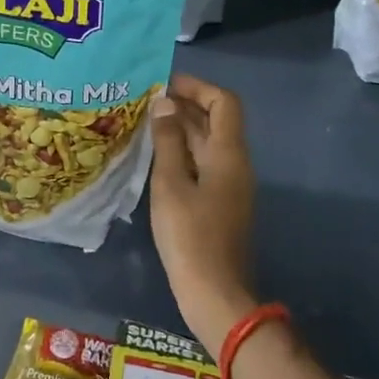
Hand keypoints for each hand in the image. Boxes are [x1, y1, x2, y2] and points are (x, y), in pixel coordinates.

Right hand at [148, 73, 257, 354]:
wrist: (215, 294)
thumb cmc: (190, 236)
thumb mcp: (171, 185)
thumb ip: (167, 142)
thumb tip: (164, 104)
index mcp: (229, 153)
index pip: (224, 102)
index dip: (197, 87)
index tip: (164, 84)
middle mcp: (234, 163)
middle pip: (215, 121)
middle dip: (183, 106)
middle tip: (145, 101)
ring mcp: (229, 185)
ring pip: (207, 143)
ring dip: (180, 129)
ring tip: (143, 123)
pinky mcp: (219, 203)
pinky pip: (202, 164)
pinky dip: (181, 152)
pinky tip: (154, 157)